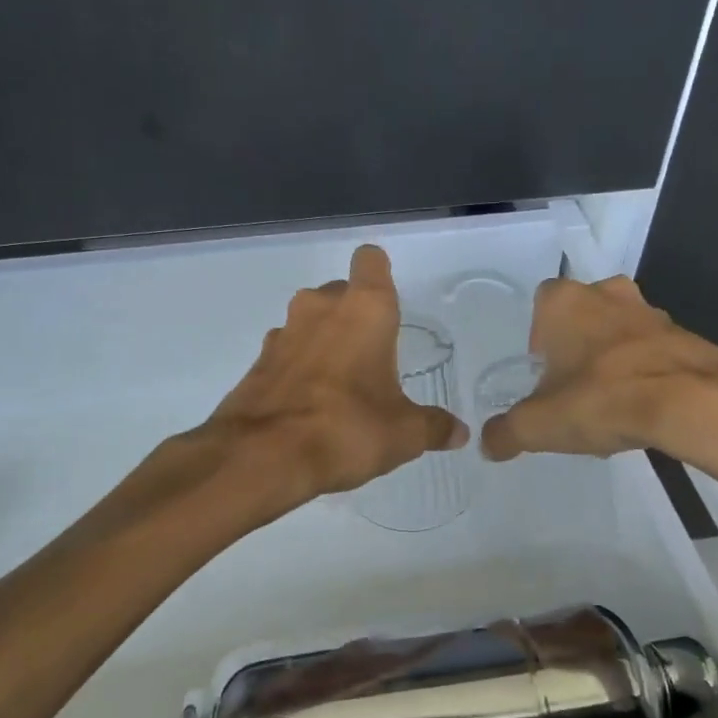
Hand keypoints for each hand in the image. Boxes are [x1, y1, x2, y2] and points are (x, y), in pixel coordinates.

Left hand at [205, 244, 468, 500]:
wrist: (262, 456)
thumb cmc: (346, 428)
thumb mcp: (403, 434)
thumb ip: (433, 427)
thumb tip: (459, 433)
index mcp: (365, 309)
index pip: (370, 261)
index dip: (380, 273)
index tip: (390, 303)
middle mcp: (321, 307)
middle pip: (341, 292)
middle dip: (356, 315)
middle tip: (374, 356)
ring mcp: (284, 332)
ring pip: (311, 320)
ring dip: (326, 340)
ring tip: (343, 385)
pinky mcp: (259, 361)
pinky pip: (288, 351)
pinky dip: (300, 367)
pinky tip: (311, 405)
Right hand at [480, 275, 717, 462]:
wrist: (691, 404)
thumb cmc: (601, 399)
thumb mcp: (539, 425)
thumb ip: (506, 433)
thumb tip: (488, 445)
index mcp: (564, 301)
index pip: (540, 306)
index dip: (539, 341)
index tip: (545, 376)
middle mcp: (607, 293)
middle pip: (582, 316)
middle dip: (577, 348)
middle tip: (574, 389)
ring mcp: (651, 311)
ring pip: (620, 331)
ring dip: (613, 359)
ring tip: (612, 405)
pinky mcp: (686, 335)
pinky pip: (654, 351)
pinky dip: (646, 373)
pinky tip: (645, 410)